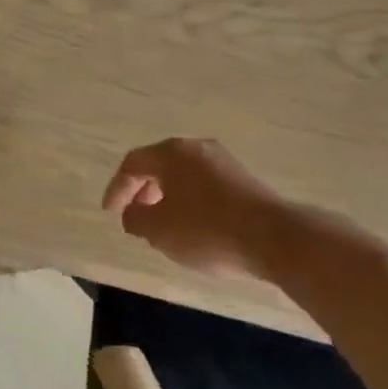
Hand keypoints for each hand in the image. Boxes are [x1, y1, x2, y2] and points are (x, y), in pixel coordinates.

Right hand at [101, 137, 289, 280]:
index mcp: (170, 153)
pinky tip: (196, 226)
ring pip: (184, 176)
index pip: (132, 164)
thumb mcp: (158, 230)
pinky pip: (206, 186)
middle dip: (143, 191)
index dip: (117, 188)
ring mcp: (224, 162)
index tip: (111, 212)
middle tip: (137, 216)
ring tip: (165, 225)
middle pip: (159, 166)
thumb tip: (133, 214)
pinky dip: (192, 202)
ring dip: (168, 197)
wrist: (276, 240)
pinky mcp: (245, 180)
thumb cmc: (207, 230)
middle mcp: (196, 148)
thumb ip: (136, 219)